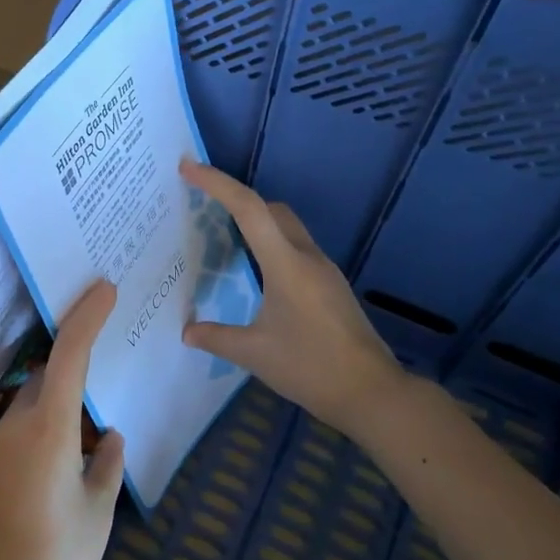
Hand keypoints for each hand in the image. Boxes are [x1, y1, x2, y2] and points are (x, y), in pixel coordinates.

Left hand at [0, 281, 125, 559]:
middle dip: (73, 353)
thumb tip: (110, 438)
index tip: (105, 290)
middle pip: (46, 372)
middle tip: (106, 342)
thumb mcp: (97, 510)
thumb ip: (106, 465)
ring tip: (95, 401)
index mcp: (49, 429)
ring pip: (34, 399)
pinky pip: (24, 424)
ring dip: (60, 390)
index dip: (86, 318)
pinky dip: (48, 417)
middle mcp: (17, 426)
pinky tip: (72, 442)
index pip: (68, 356)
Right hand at [180, 159, 402, 437]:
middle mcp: (307, 257)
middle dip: (237, 199)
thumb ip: (216, 337)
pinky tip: (256, 274)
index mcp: (286, 264)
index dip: (217, 183)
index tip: (189, 167)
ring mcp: (324, 271)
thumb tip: (188, 331)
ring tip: (224, 238)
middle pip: (271, 209)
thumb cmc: (310, 367)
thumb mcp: (254, 353)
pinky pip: (295, 250)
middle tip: (202, 206)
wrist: (372, 392)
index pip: (248, 209)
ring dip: (256, 223)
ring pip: (286, 228)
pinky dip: (270, 246)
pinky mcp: (331, 287)